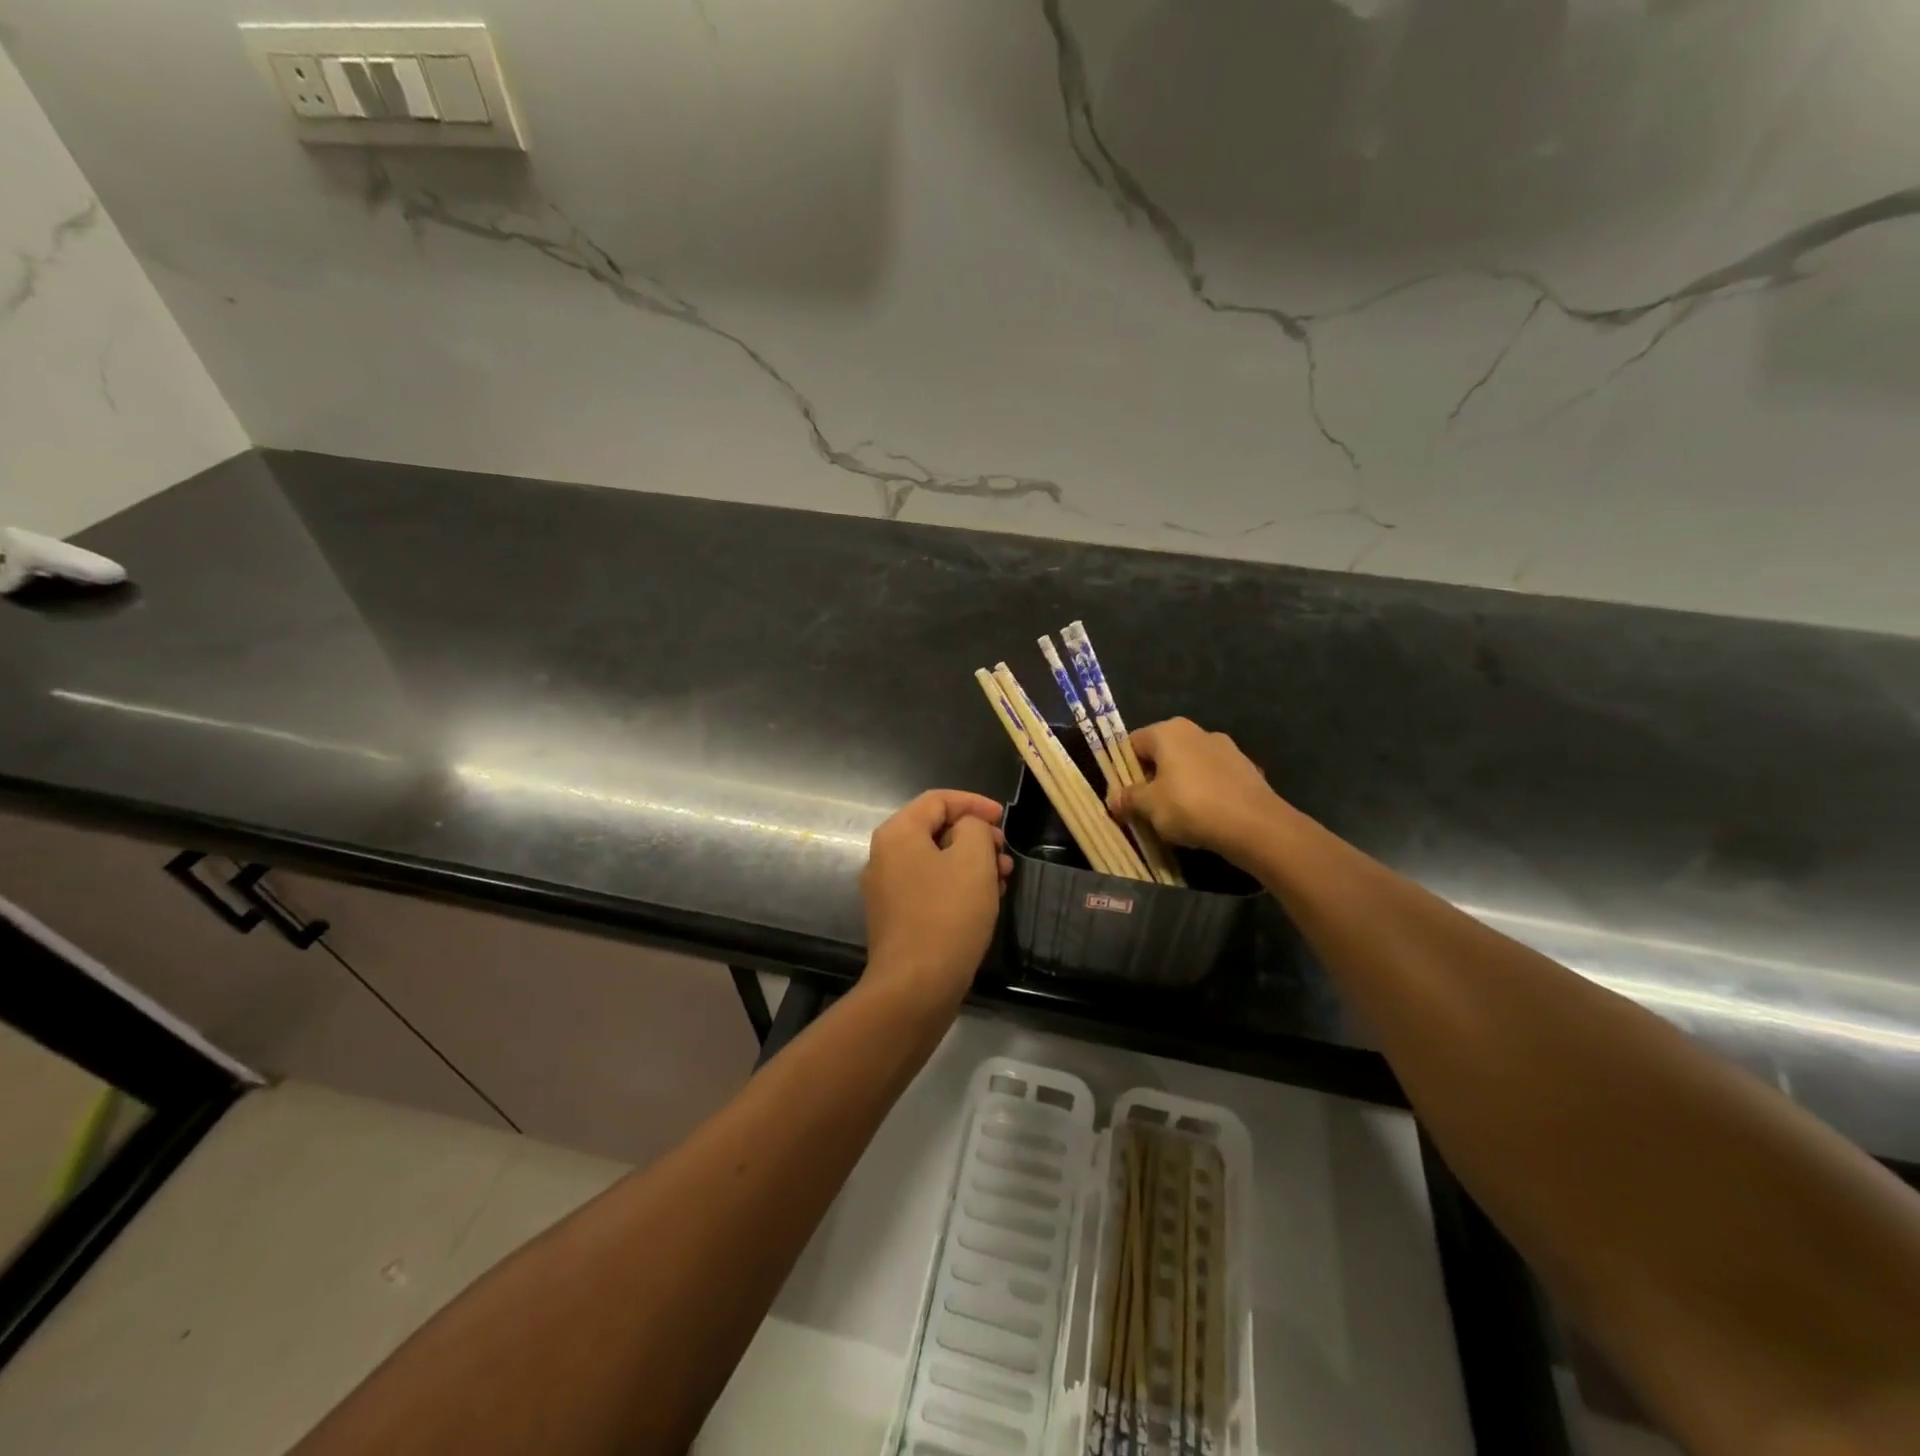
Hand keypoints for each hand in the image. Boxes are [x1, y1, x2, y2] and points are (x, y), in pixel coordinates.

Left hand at [859, 790, 1011, 1015]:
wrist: (915, 987)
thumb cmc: (947, 915)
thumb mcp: (973, 859)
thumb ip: (975, 828)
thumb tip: (968, 830)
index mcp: (897, 834)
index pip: (937, 800)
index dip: (974, 803)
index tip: (1003, 819)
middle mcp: (884, 857)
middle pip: (935, 830)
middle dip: (976, 836)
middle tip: (1005, 853)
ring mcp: (887, 890)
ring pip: (936, 861)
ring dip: (971, 863)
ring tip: (1003, 879)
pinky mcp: (897, 919)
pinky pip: (930, 888)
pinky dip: (958, 886)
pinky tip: (985, 902)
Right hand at [1109, 718, 1287, 863]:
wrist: (1255, 825)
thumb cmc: (1191, 806)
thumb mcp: (1149, 806)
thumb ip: (1128, 798)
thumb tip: (1114, 798)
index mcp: (1169, 731)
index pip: (1133, 743)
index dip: (1123, 770)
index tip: (1124, 796)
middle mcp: (1197, 731)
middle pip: (1162, 754)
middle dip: (1151, 779)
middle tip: (1146, 808)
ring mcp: (1226, 748)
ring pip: (1188, 766)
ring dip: (1178, 786)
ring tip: (1176, 817)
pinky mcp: (1246, 769)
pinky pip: (1213, 779)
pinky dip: (1204, 794)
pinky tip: (1205, 818)